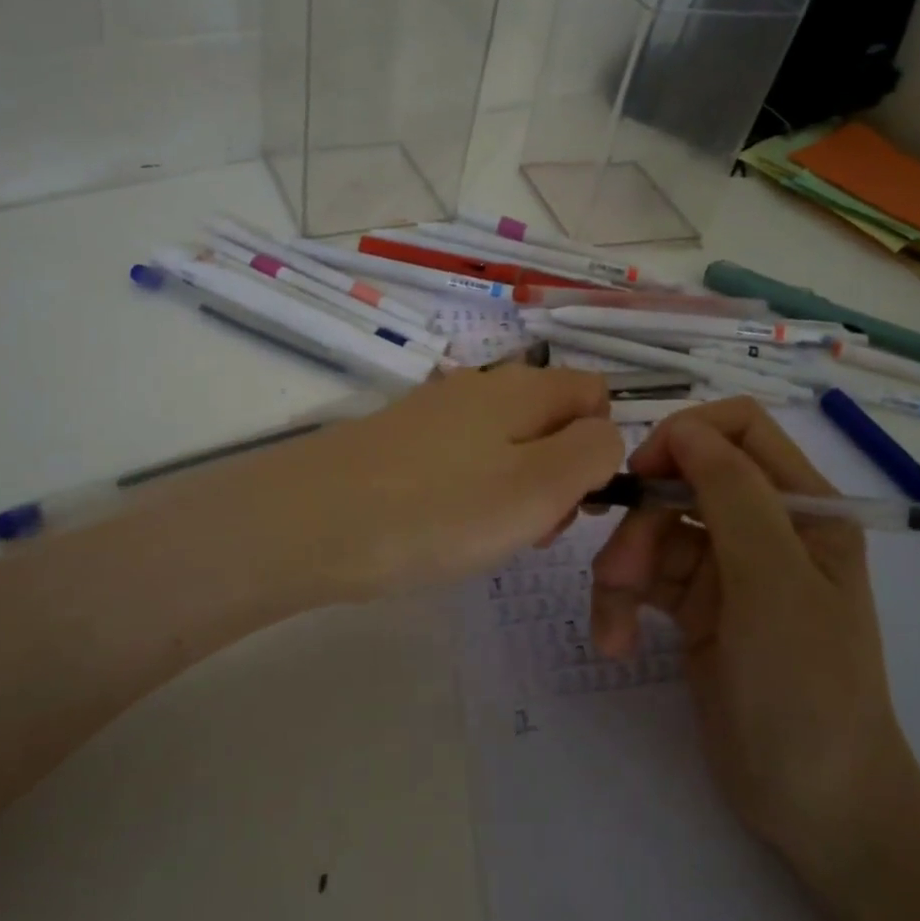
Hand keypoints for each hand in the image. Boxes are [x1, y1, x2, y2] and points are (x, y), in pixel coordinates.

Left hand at [222, 365, 622, 602]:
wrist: (314, 519)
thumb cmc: (440, 508)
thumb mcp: (540, 486)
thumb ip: (593, 454)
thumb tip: (605, 436)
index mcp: (524, 387)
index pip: (595, 392)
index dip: (602, 444)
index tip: (579, 498)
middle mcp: (484, 385)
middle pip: (552, 420)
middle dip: (560, 473)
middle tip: (533, 527)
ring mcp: (438, 411)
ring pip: (509, 443)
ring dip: (518, 487)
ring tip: (488, 535)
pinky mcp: (404, 439)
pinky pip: (465, 459)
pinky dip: (473, 490)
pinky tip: (446, 526)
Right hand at [589, 397, 916, 875]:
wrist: (819, 811)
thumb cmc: (808, 689)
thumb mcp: (774, 583)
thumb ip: (732, 494)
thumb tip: (682, 429)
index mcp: (803, 507)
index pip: (738, 428)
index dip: (685, 437)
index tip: (643, 474)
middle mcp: (765, 526)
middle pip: (681, 481)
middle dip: (642, 522)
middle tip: (617, 574)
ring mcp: (728, 567)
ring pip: (654, 529)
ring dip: (622, 569)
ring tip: (611, 626)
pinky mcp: (697, 606)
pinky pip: (645, 576)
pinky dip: (621, 602)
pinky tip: (614, 640)